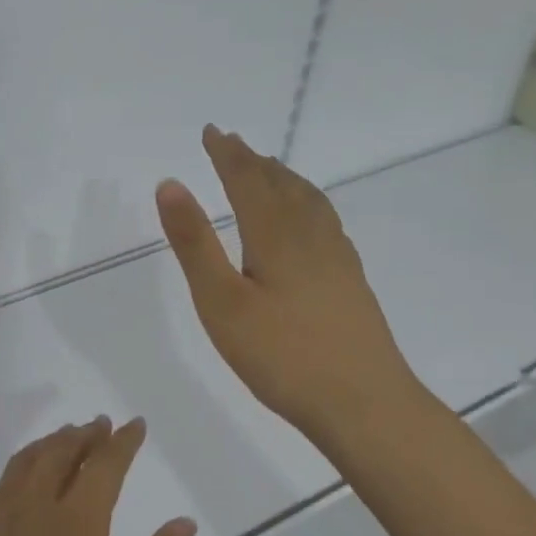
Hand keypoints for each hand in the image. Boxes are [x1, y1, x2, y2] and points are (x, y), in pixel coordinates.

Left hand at [0, 419, 197, 535]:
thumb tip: (183, 523)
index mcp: (73, 529)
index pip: (103, 467)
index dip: (122, 442)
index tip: (136, 425)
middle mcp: (31, 511)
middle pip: (61, 453)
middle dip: (85, 435)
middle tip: (102, 426)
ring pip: (27, 462)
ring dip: (52, 444)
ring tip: (68, 438)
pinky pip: (2, 483)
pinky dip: (23, 465)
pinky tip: (24, 481)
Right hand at [155, 125, 424, 450]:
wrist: (365, 403)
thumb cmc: (282, 356)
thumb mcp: (221, 302)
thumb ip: (194, 243)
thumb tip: (171, 183)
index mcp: (275, 234)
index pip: (247, 180)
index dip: (227, 154)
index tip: (211, 132)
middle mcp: (309, 234)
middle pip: (280, 184)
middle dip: (252, 161)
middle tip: (232, 143)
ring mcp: (336, 257)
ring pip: (307, 200)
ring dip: (283, 177)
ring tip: (269, 168)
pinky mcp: (350, 279)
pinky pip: (325, 220)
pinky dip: (307, 202)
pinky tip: (309, 220)